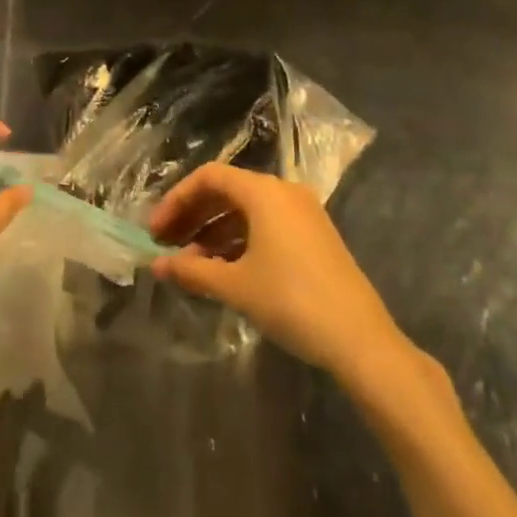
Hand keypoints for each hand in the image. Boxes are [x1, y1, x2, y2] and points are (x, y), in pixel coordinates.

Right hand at [148, 164, 419, 386]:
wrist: (360, 339)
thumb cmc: (291, 301)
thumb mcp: (235, 285)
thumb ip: (192, 271)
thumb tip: (157, 266)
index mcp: (264, 192)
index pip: (208, 177)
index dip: (177, 200)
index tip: (156, 232)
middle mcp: (283, 192)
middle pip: (227, 191)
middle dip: (193, 216)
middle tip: (167, 246)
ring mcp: (302, 213)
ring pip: (246, 210)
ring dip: (214, 232)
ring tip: (191, 265)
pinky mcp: (313, 236)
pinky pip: (265, 225)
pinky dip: (239, 240)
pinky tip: (223, 270)